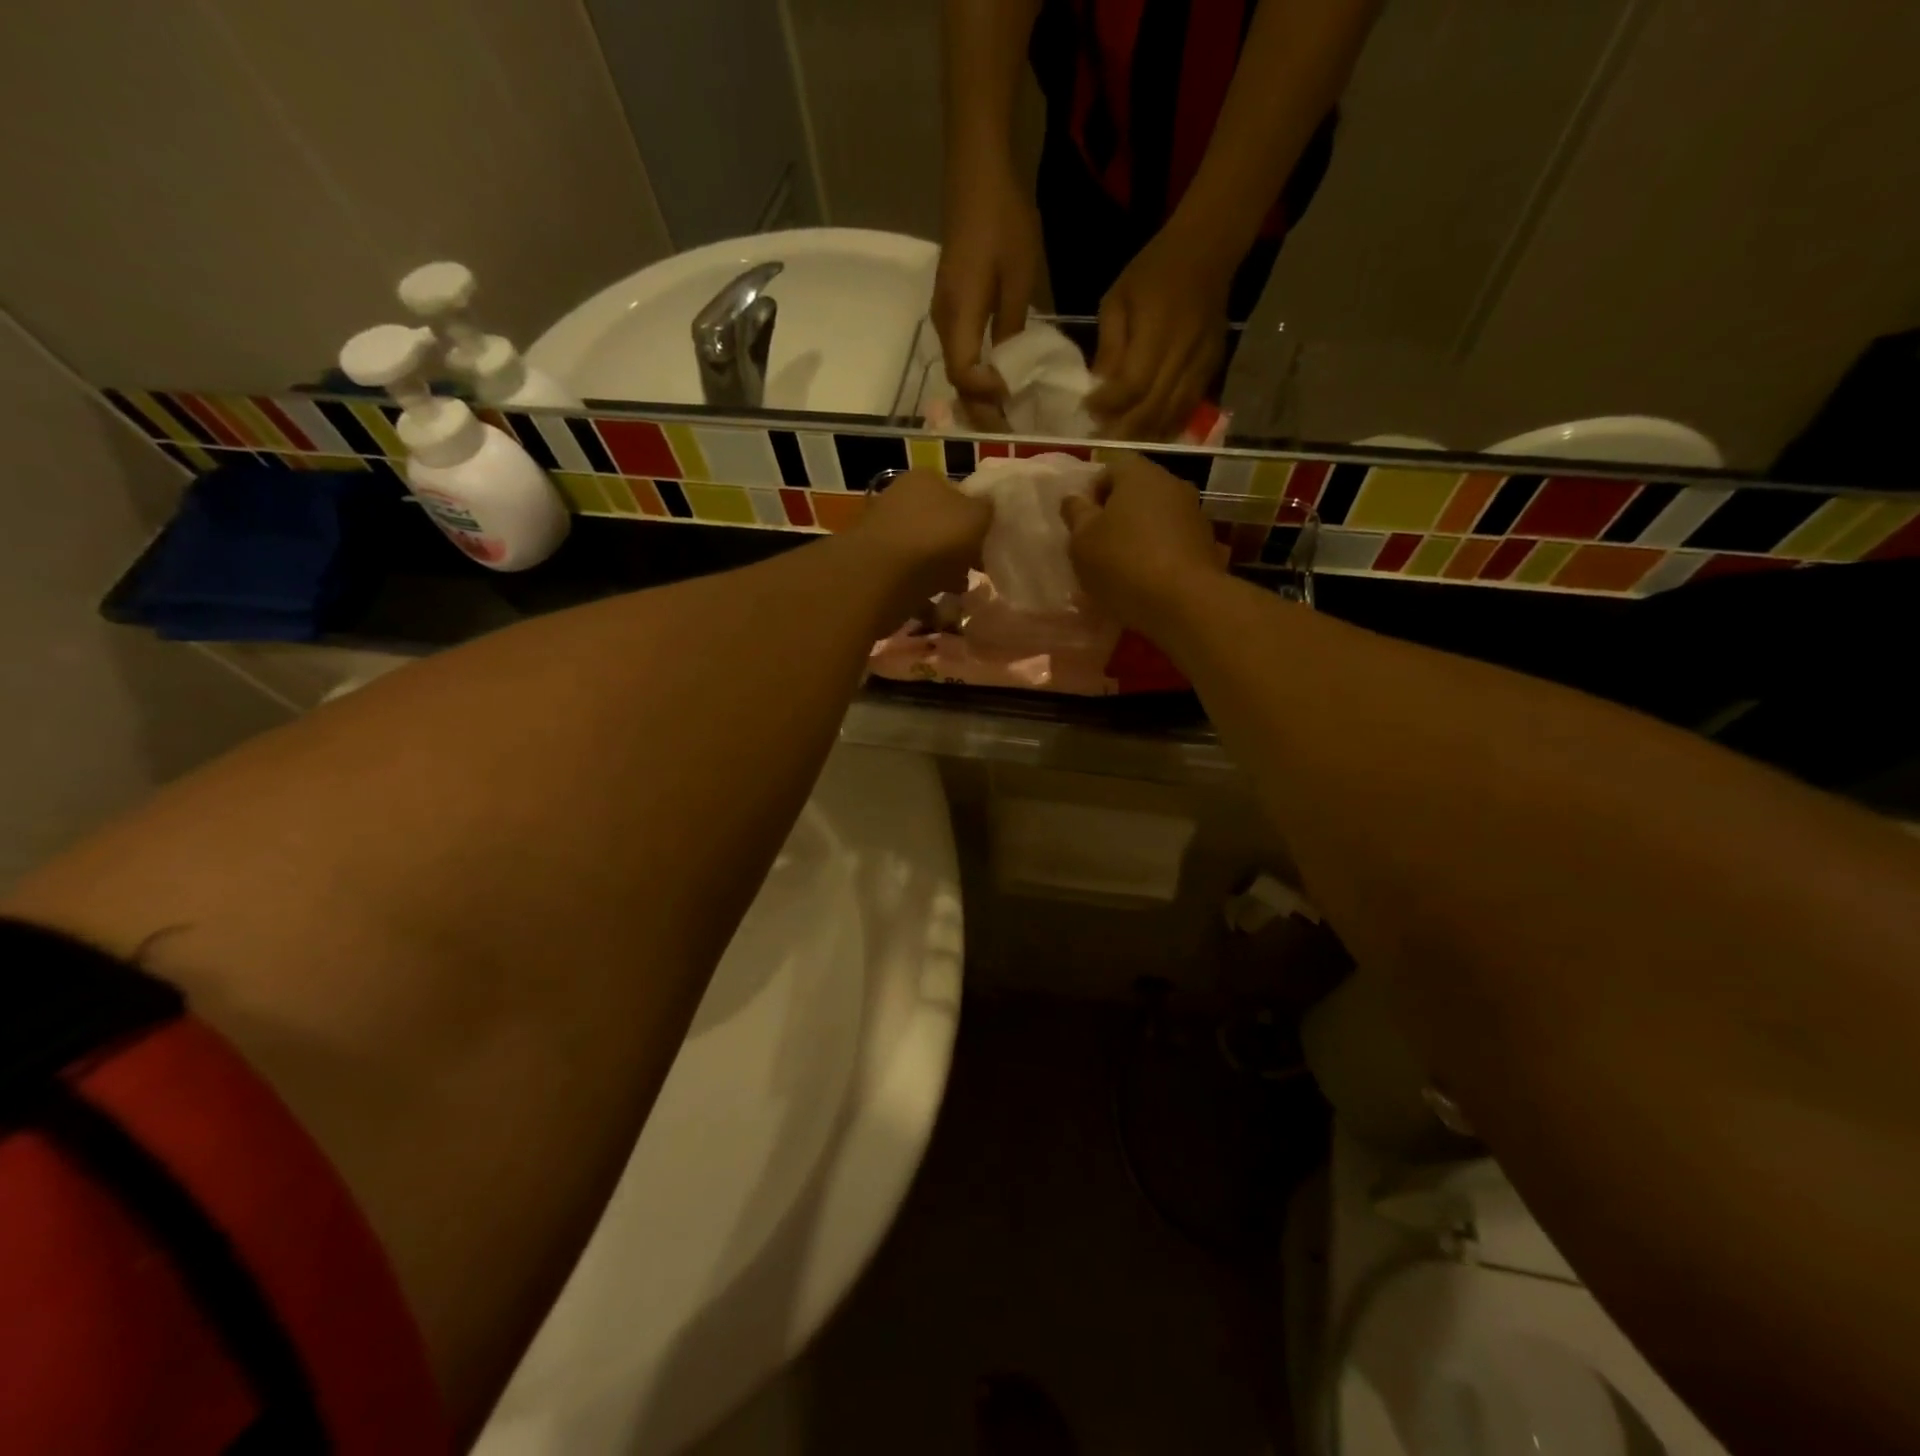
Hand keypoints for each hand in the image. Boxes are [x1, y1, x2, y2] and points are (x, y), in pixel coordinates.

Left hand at [856, 469, 993, 623]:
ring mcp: (884, 534)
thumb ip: (986, 509)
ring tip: (957, 594)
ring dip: (941, 574)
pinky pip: (908, 581)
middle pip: (939, 526)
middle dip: (958, 550)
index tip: (987, 544)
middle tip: (975, 572)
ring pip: (924, 555)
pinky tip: (935, 609)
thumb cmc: (935, 539)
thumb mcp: (977, 516)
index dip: (975, 519)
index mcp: (925, 480)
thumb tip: (985, 508)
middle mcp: (900, 500)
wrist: (881, 577)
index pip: (957, 494)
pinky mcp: (875, 568)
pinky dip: (922, 594)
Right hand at [933, 160, 1042, 415]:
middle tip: (1011, 427)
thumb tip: (1009, 368)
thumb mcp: (1019, 278)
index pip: (964, 375)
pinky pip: (960, 350)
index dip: (986, 396)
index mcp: (958, 316)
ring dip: (980, 393)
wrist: (978, 170)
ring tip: (1008, 409)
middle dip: (981, 407)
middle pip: (956, 380)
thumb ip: (1012, 328)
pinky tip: (1000, 376)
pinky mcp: (950, 304)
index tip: (1014, 400)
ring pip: (957, 367)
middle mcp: (943, 321)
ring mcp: (943, 313)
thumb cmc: (1003, 220)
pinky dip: (978, 371)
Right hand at [1061, 454, 1222, 629]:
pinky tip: (1148, 582)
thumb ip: (1075, 515)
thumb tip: (1074, 499)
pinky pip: (1174, 544)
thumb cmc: (1122, 562)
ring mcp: (1195, 514)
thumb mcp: (1082, 541)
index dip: (1091, 497)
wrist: (1183, 601)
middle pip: (1136, 495)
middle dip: (1116, 517)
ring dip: (1140, 537)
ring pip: (1157, 519)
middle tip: (1098, 548)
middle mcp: (1172, 484)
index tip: (1081, 527)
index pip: (1109, 471)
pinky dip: (1160, 556)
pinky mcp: (1208, 544)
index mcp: (1138, 474)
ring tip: (1123, 570)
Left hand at [1085, 225, 1233, 440]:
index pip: (1133, 384)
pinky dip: (1167, 425)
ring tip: (1121, 440)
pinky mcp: (1213, 368)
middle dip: (1124, 426)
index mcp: (1159, 328)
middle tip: (1100, 436)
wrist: (1207, 250)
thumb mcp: (1117, 300)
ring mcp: (1203, 362)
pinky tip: (1149, 432)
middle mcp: (1185, 350)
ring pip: (1173, 414)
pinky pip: (1189, 408)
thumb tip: (1098, 388)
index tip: (1087, 409)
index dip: (1108, 404)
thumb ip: (1109, 347)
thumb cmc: (1153, 271)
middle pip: (1153, 407)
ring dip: (1145, 433)